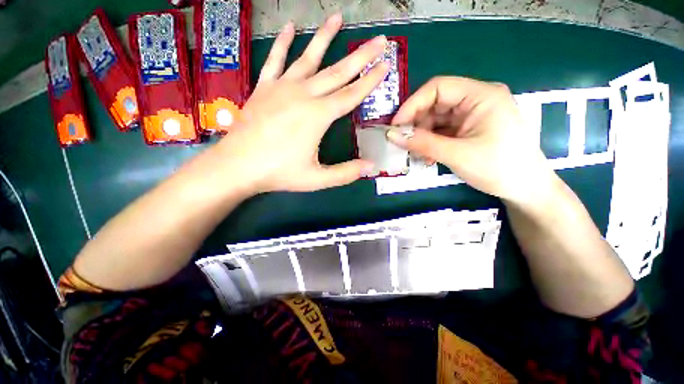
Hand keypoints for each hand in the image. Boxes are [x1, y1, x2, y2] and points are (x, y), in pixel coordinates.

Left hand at [211, 14, 388, 193]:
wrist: (237, 166)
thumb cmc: (279, 173)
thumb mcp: (317, 179)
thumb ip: (345, 173)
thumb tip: (371, 166)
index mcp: (318, 116)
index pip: (351, 94)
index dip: (370, 81)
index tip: (385, 65)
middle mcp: (303, 95)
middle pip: (337, 72)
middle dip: (361, 56)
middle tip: (379, 40)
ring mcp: (282, 88)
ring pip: (308, 58)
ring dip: (324, 37)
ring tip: (337, 17)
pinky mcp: (264, 87)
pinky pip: (275, 60)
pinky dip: (283, 43)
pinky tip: (289, 27)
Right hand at [388, 77, 556, 204]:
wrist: (525, 188)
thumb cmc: (498, 168)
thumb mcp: (457, 154)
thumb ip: (422, 143)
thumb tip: (391, 135)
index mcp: (481, 95)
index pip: (438, 87)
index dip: (412, 104)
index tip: (395, 126)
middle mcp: (476, 100)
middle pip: (435, 103)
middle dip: (416, 123)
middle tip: (402, 143)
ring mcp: (472, 115)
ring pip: (436, 119)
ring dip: (421, 136)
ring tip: (415, 154)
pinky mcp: (469, 129)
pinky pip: (442, 130)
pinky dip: (430, 142)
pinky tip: (426, 156)